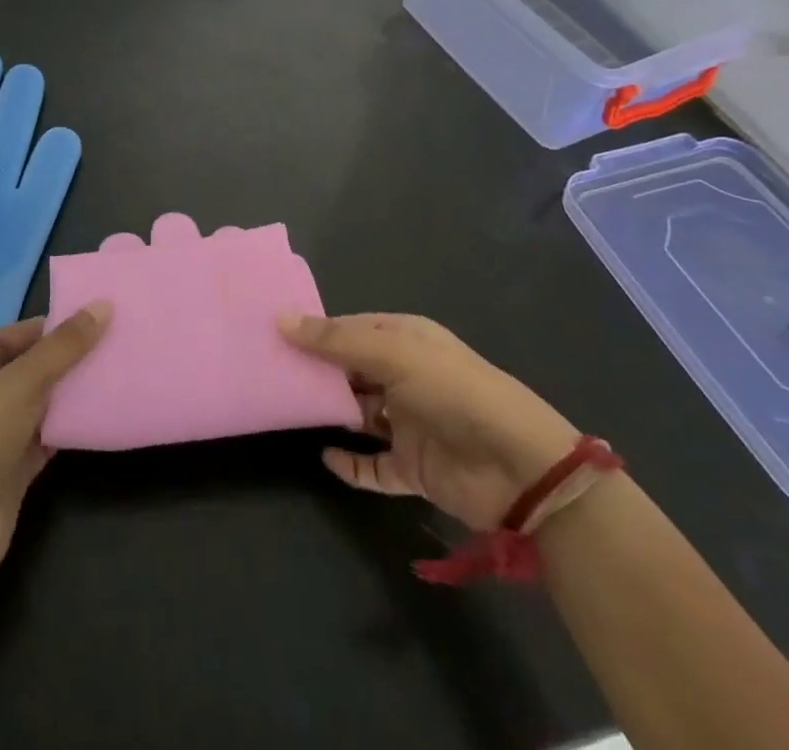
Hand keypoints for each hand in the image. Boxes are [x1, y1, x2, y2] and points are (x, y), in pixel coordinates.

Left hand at [0, 304, 110, 580]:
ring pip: (43, 402)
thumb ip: (64, 346)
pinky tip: (103, 416)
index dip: (57, 325)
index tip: (101, 317)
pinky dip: (71, 428)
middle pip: (34, 366)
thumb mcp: (23, 381)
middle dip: (71, 358)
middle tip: (119, 344)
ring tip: (119, 374)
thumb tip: (103, 305)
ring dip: (74, 393)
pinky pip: (48, 437)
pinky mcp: (13, 468)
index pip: (20, 333)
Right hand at [280, 313, 579, 531]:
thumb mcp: (393, 353)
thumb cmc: (453, 392)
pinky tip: (324, 458)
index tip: (272, 334)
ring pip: (357, 415)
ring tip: (285, 410)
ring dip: (329, 415)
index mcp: (405, 340)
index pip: (350, 329)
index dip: (315, 331)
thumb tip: (280, 319)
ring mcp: (408, 423)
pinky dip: (349, 464)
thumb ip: (335, 340)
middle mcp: (404, 377)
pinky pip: (372, 465)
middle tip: (268, 372)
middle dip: (315, 373)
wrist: (520, 468)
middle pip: (350, 371)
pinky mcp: (412, 467)